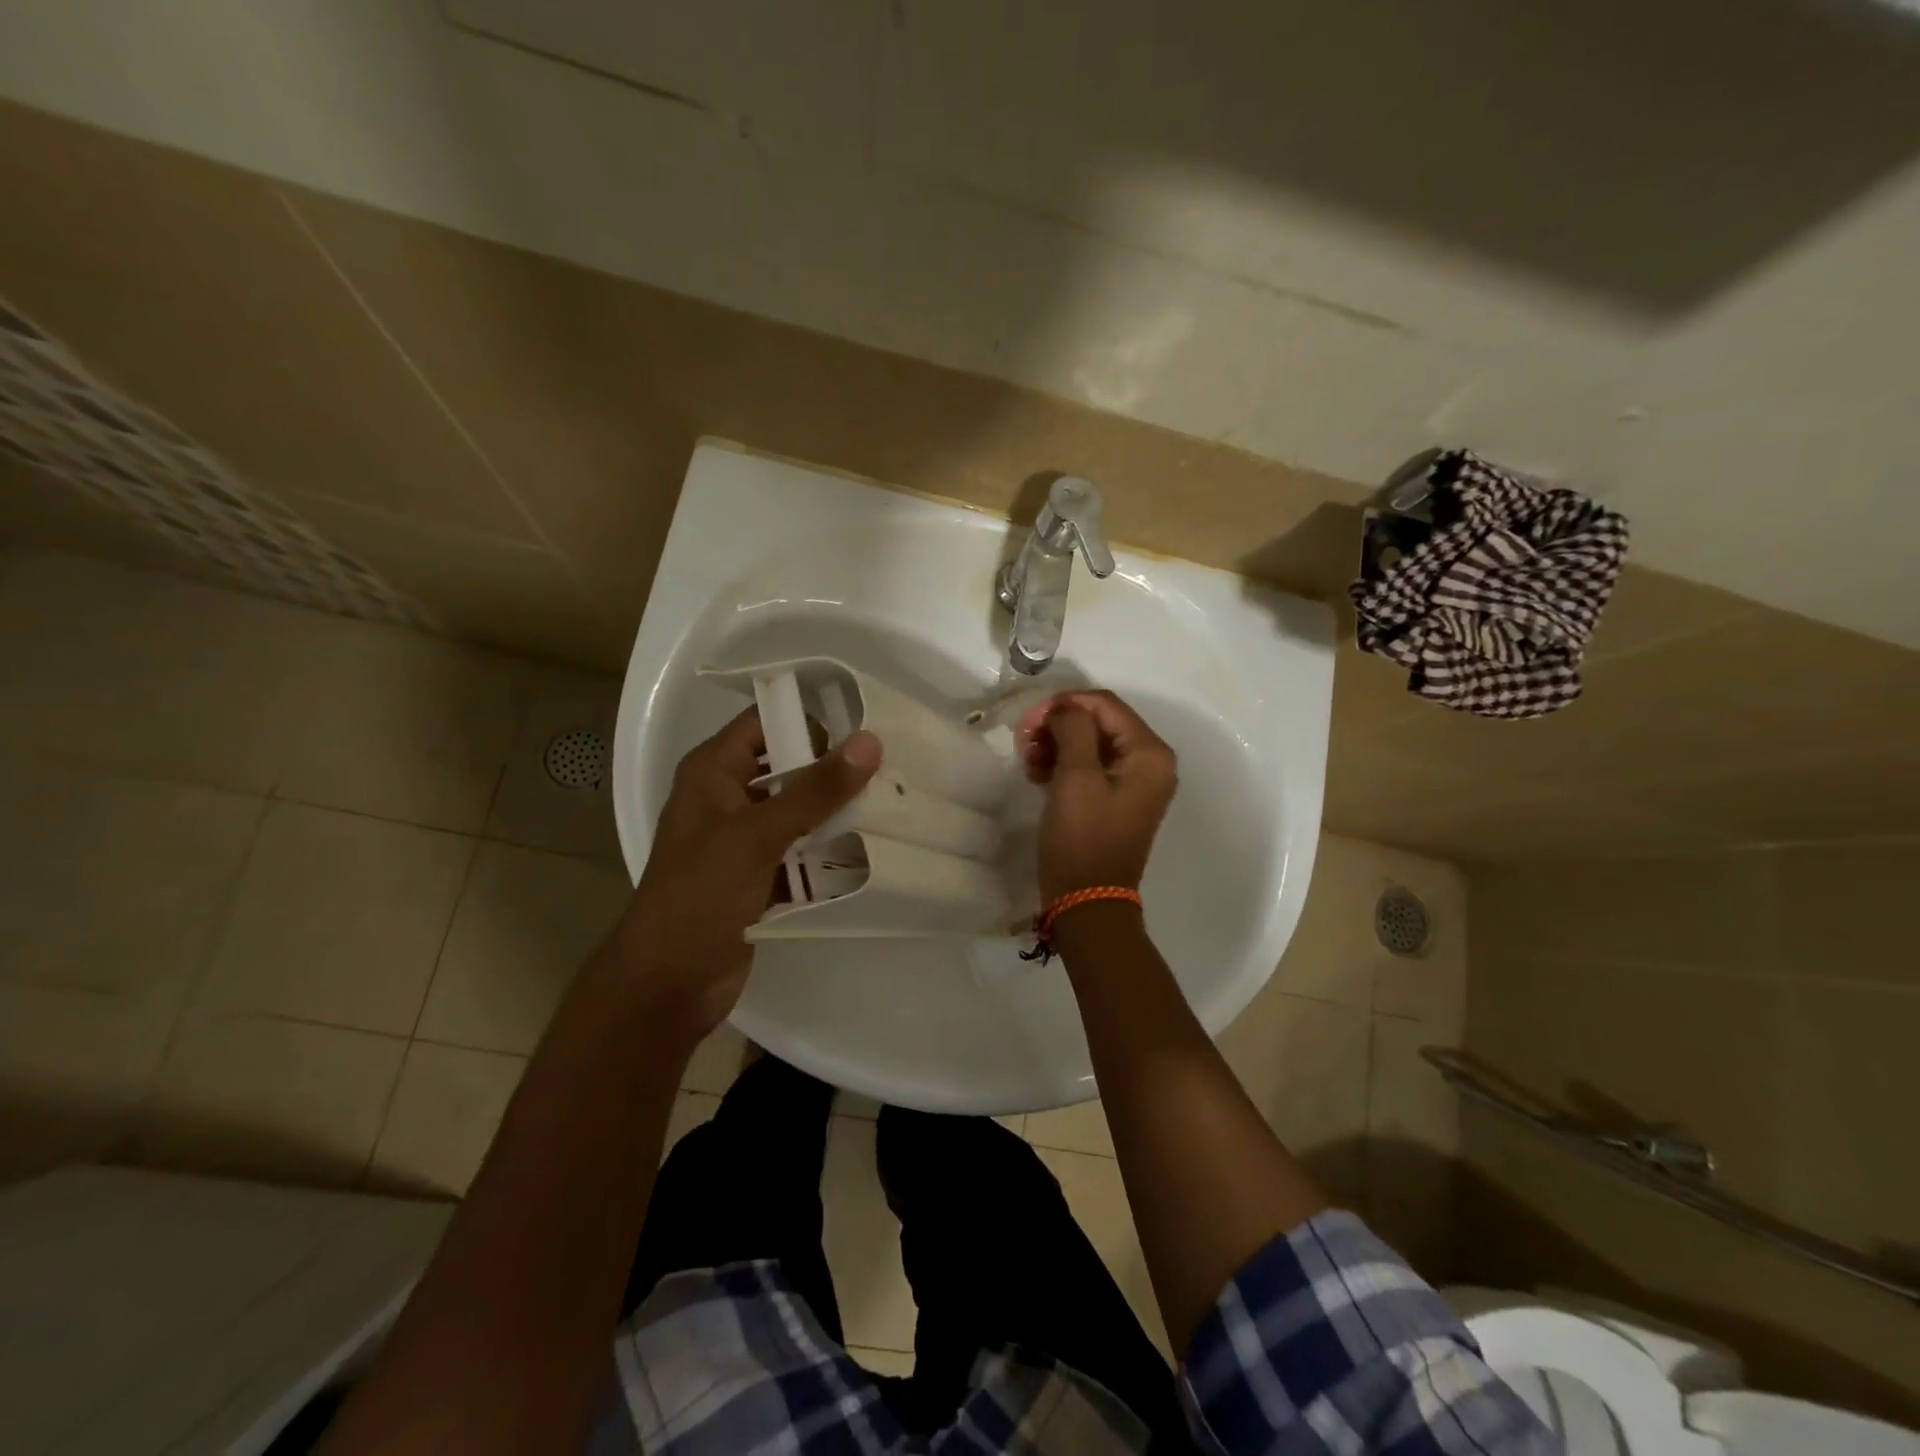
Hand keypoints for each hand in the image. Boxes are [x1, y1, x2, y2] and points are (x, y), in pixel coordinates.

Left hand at [602, 709, 880, 1037]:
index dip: (812, 717)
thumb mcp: (757, 835)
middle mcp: (728, 796)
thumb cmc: (700, 895)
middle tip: (891, 769)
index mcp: (713, 771)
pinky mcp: (760, 874)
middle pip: (788, 765)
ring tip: (893, 804)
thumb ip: (815, 789)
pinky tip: (872, 847)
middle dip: (834, 768)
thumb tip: (869, 742)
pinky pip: (802, 848)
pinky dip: (829, 848)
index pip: (766, 721)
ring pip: (800, 809)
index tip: (868, 725)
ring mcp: (744, 838)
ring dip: (837, 810)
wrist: (668, 983)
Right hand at [1018, 690, 1176, 903]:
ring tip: (1028, 760)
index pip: (1106, 705)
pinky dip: (1063, 764)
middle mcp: (1150, 762)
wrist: (1087, 901)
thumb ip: (1073, 728)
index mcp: (1149, 753)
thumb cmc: (1083, 838)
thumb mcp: (1076, 777)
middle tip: (1024, 741)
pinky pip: (1091, 767)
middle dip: (1059, 725)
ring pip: (1091, 743)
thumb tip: (1065, 707)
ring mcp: (1135, 782)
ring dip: (1057, 744)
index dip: (1065, 703)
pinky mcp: (1117, 799)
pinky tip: (1037, 774)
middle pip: (1099, 722)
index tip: (1029, 720)